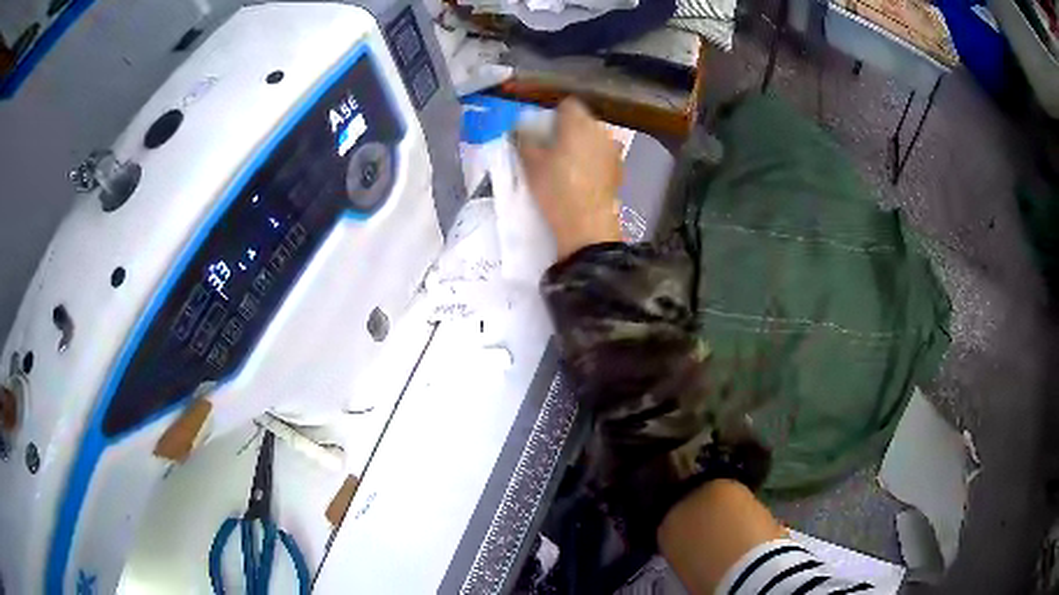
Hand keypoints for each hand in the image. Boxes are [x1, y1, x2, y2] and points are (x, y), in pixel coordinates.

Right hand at [516, 98, 623, 260]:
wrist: (586, 226)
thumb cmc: (555, 189)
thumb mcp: (530, 164)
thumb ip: (524, 139)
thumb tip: (520, 128)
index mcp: (578, 122)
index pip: (567, 105)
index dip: (553, 114)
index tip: (542, 129)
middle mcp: (600, 130)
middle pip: (582, 120)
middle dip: (567, 129)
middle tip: (550, 146)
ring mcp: (612, 150)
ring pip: (593, 138)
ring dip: (581, 144)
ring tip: (565, 164)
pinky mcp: (618, 169)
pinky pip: (602, 155)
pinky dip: (592, 160)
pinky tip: (580, 177)